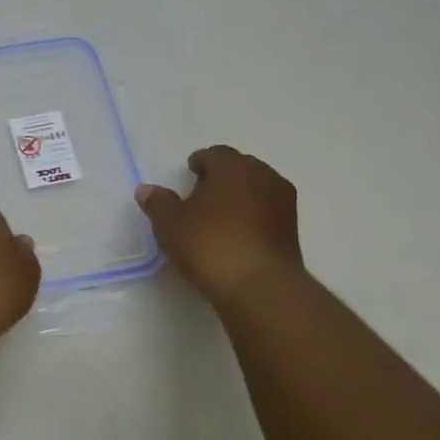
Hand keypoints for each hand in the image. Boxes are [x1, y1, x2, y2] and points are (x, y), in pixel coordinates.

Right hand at [137, 147, 303, 303]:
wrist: (260, 286)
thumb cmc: (210, 245)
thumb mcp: (171, 224)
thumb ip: (158, 203)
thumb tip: (146, 190)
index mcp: (232, 166)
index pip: (215, 154)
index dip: (200, 162)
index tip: (189, 174)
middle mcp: (262, 175)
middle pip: (240, 167)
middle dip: (222, 176)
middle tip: (202, 194)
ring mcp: (283, 202)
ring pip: (257, 188)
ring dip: (240, 195)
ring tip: (220, 215)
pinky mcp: (293, 228)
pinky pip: (267, 210)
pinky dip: (253, 215)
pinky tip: (238, 233)